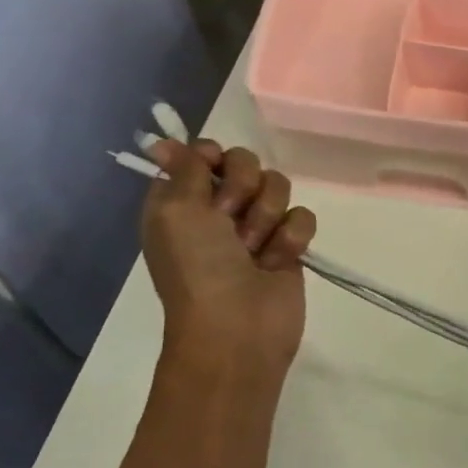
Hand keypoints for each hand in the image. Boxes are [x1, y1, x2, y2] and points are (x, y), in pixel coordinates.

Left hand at [142, 140, 316, 372]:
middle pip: (247, 164)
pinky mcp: (290, 245)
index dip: (212, 157)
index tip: (213, 170)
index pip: (204, 153)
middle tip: (230, 219)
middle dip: (243, 188)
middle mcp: (218, 209)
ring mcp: (257, 227)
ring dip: (267, 217)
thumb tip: (164, 141)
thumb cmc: (199, 268)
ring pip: (279, 188)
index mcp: (181, 200)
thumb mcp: (176, 211)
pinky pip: (303, 217)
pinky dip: (292, 238)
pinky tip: (278, 260)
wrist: (238, 326)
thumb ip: (182, 169)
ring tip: (255, 248)